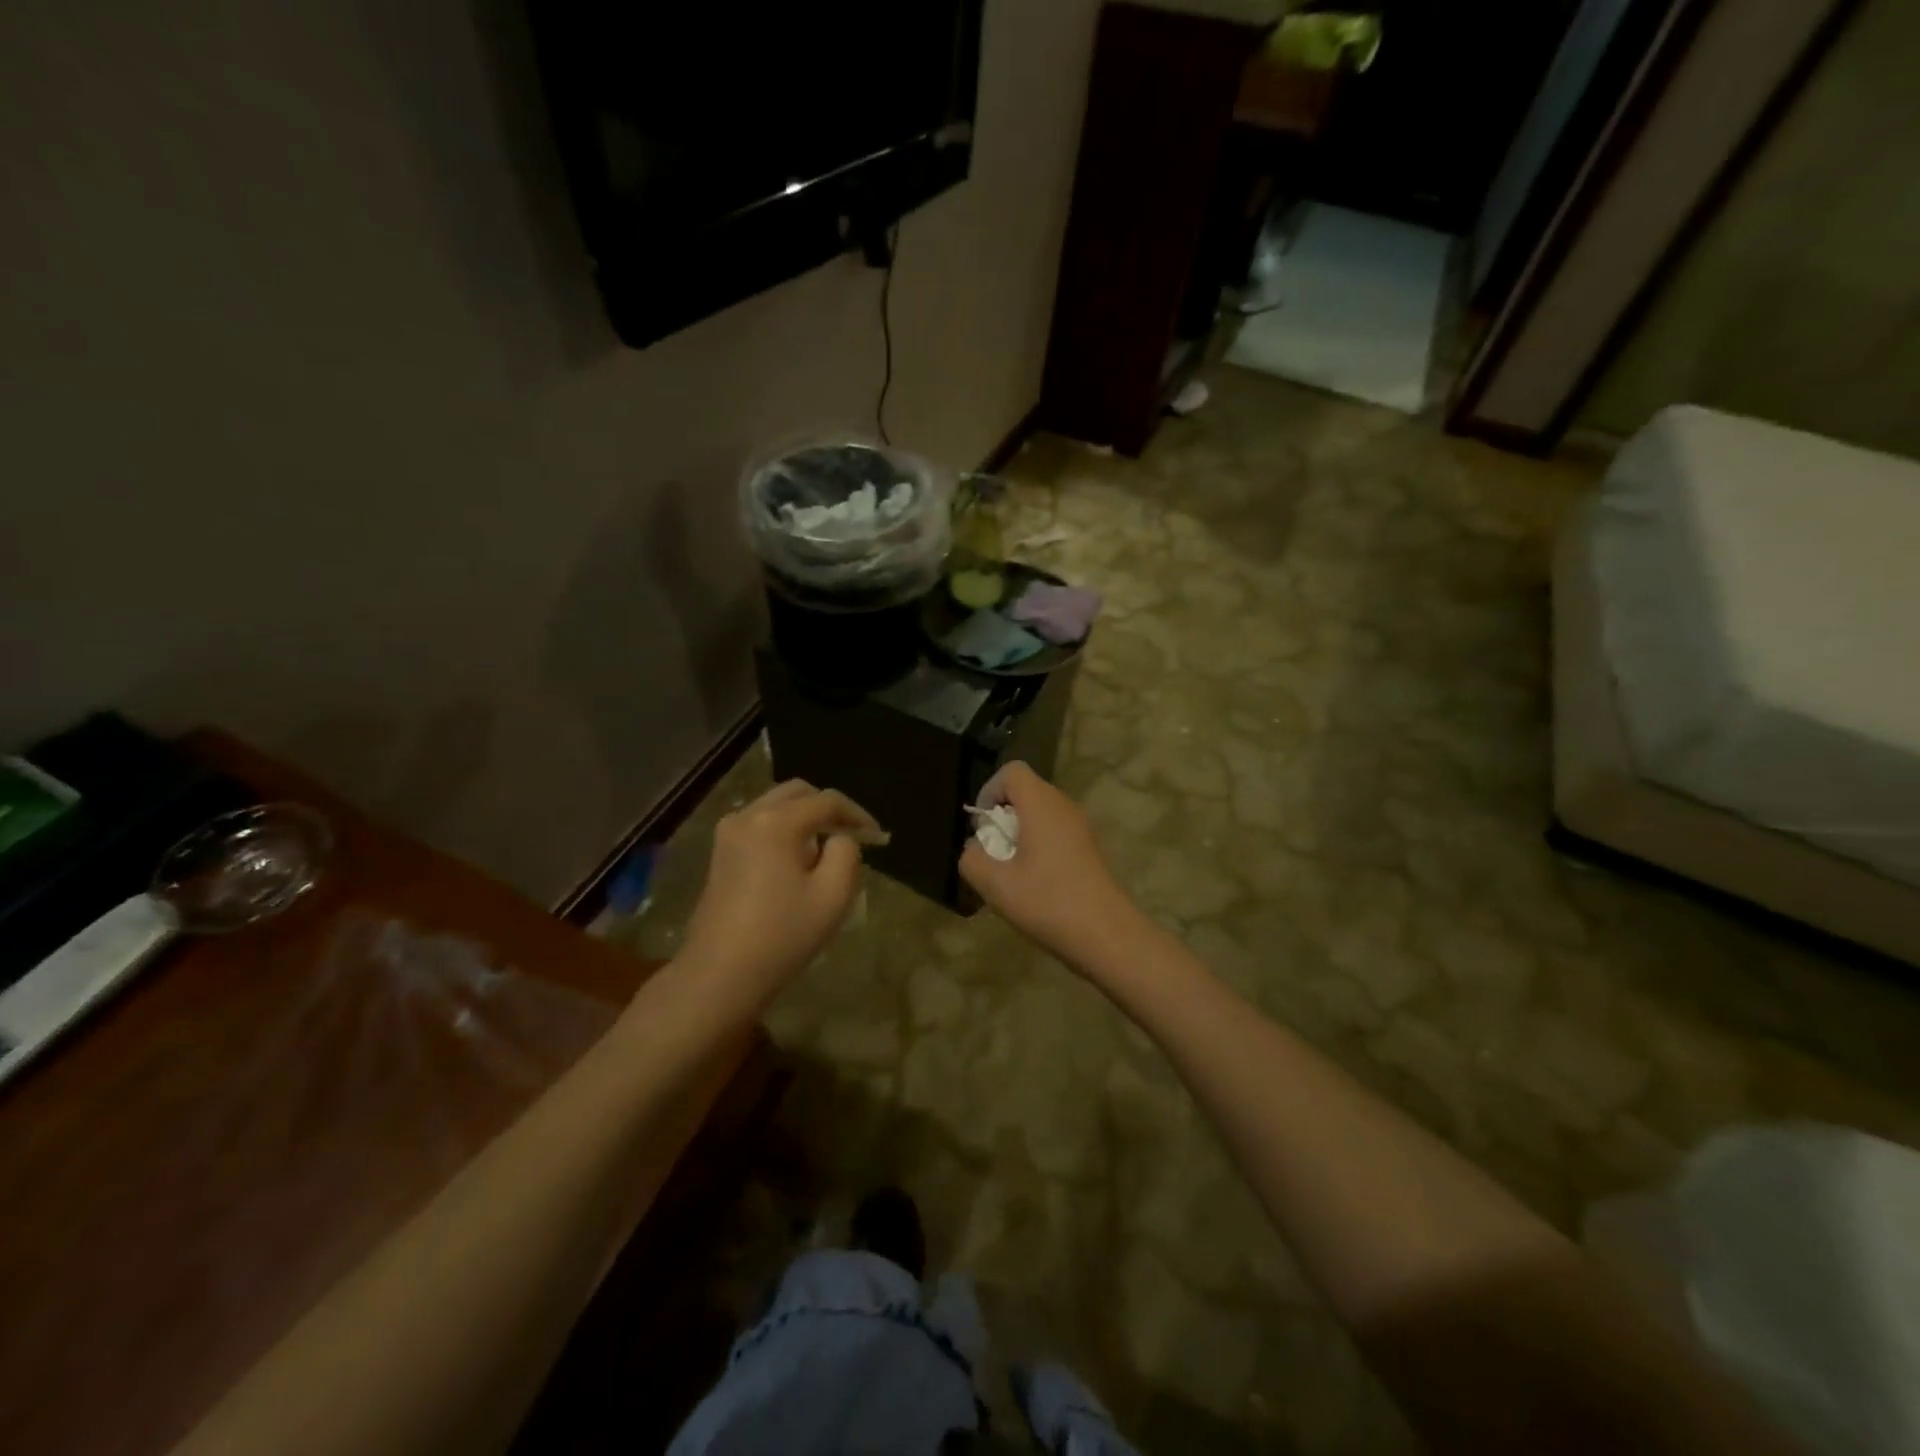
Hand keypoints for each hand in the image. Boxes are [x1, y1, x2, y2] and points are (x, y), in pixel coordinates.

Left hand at [680, 780, 885, 999]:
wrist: (720, 975)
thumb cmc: (782, 935)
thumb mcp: (833, 895)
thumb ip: (847, 854)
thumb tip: (839, 839)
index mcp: (776, 822)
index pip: (827, 801)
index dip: (857, 814)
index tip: (878, 837)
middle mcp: (748, 816)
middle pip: (797, 793)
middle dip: (829, 809)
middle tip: (853, 835)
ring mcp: (728, 834)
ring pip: (775, 806)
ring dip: (805, 818)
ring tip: (828, 848)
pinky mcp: (720, 854)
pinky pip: (760, 824)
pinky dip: (784, 830)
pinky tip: (798, 860)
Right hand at [959, 762, 1143, 970]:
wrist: (1105, 935)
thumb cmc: (1047, 902)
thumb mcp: (995, 884)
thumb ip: (971, 859)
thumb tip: (974, 849)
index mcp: (1041, 804)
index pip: (1012, 771)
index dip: (989, 790)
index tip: (982, 827)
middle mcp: (1063, 806)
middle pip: (1026, 791)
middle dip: (1002, 815)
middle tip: (993, 851)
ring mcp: (1080, 826)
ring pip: (1040, 813)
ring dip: (1019, 833)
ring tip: (1010, 870)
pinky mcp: (1088, 847)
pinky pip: (1054, 831)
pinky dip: (1037, 845)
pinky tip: (1034, 883)